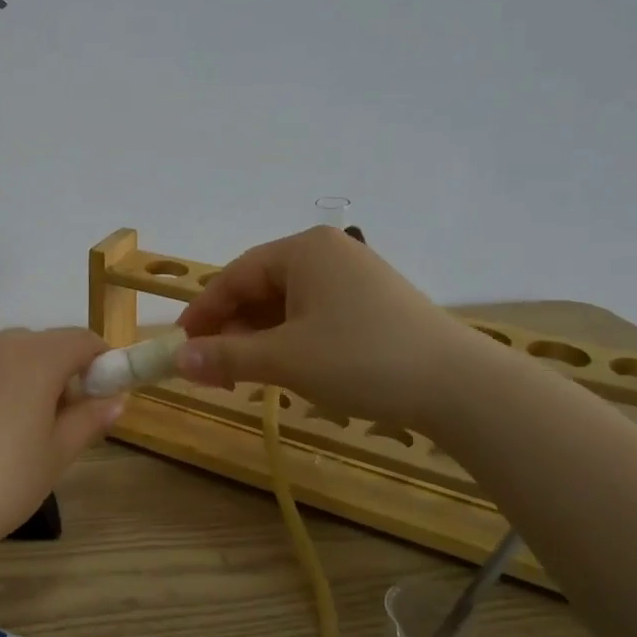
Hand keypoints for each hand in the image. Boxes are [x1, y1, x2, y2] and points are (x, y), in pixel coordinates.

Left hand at [0, 328, 124, 565]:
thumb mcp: (54, 458)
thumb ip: (88, 421)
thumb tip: (116, 399)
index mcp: (35, 359)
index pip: (81, 339)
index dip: (100, 362)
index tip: (103, 396)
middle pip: (41, 344)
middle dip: (60, 372)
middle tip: (60, 421)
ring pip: (1, 354)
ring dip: (18, 376)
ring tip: (13, 426)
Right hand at [174, 226, 486, 432]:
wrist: (459, 386)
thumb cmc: (361, 359)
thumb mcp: (284, 359)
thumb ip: (225, 356)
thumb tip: (176, 360)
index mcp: (303, 250)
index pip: (234, 276)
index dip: (202, 313)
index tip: (180, 347)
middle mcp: (327, 253)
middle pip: (259, 288)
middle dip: (231, 329)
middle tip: (212, 369)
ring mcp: (354, 277)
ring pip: (286, 304)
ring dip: (259, 338)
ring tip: (245, 374)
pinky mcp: (373, 303)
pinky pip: (313, 314)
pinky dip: (290, 340)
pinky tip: (285, 368)